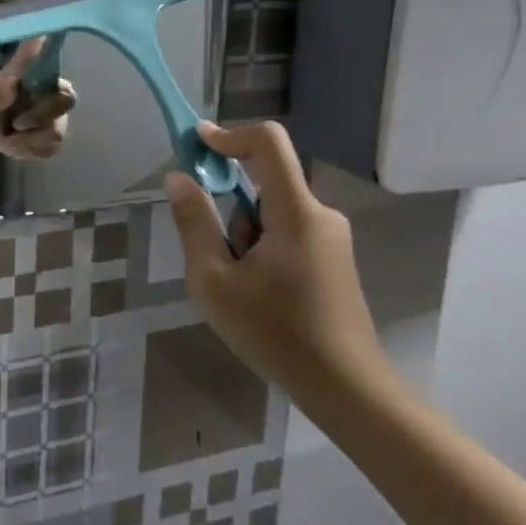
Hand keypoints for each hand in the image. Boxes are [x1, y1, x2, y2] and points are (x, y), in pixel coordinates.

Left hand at [0, 38, 74, 159]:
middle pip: (60, 123)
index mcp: (52, 86)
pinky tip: (13, 143)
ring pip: (52, 140)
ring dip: (26, 141)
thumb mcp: (1, 81)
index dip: (46, 109)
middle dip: (34, 128)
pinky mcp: (50, 143)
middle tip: (13, 126)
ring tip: (8, 135)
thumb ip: (20, 63)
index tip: (20, 118)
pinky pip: (45, 151)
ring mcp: (57, 125)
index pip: (66, 96)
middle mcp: (59, 105)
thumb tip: (36, 40)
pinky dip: (25, 150)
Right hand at [164, 121, 396, 407]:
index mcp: (295, 212)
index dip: (228, 134)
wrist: (347, 389)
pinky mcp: (331, 258)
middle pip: (263, 184)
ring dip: (243, 235)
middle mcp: (319, 215)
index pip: (268, 143)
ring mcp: (329, 237)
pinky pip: (285, 232)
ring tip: (238, 288)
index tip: (195, 144)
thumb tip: (178, 177)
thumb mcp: (214, 280)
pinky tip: (258, 294)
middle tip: (213, 258)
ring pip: (271, 212)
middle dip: (229, 211)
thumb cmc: (275, 332)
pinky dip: (260, 248)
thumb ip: (194, 222)